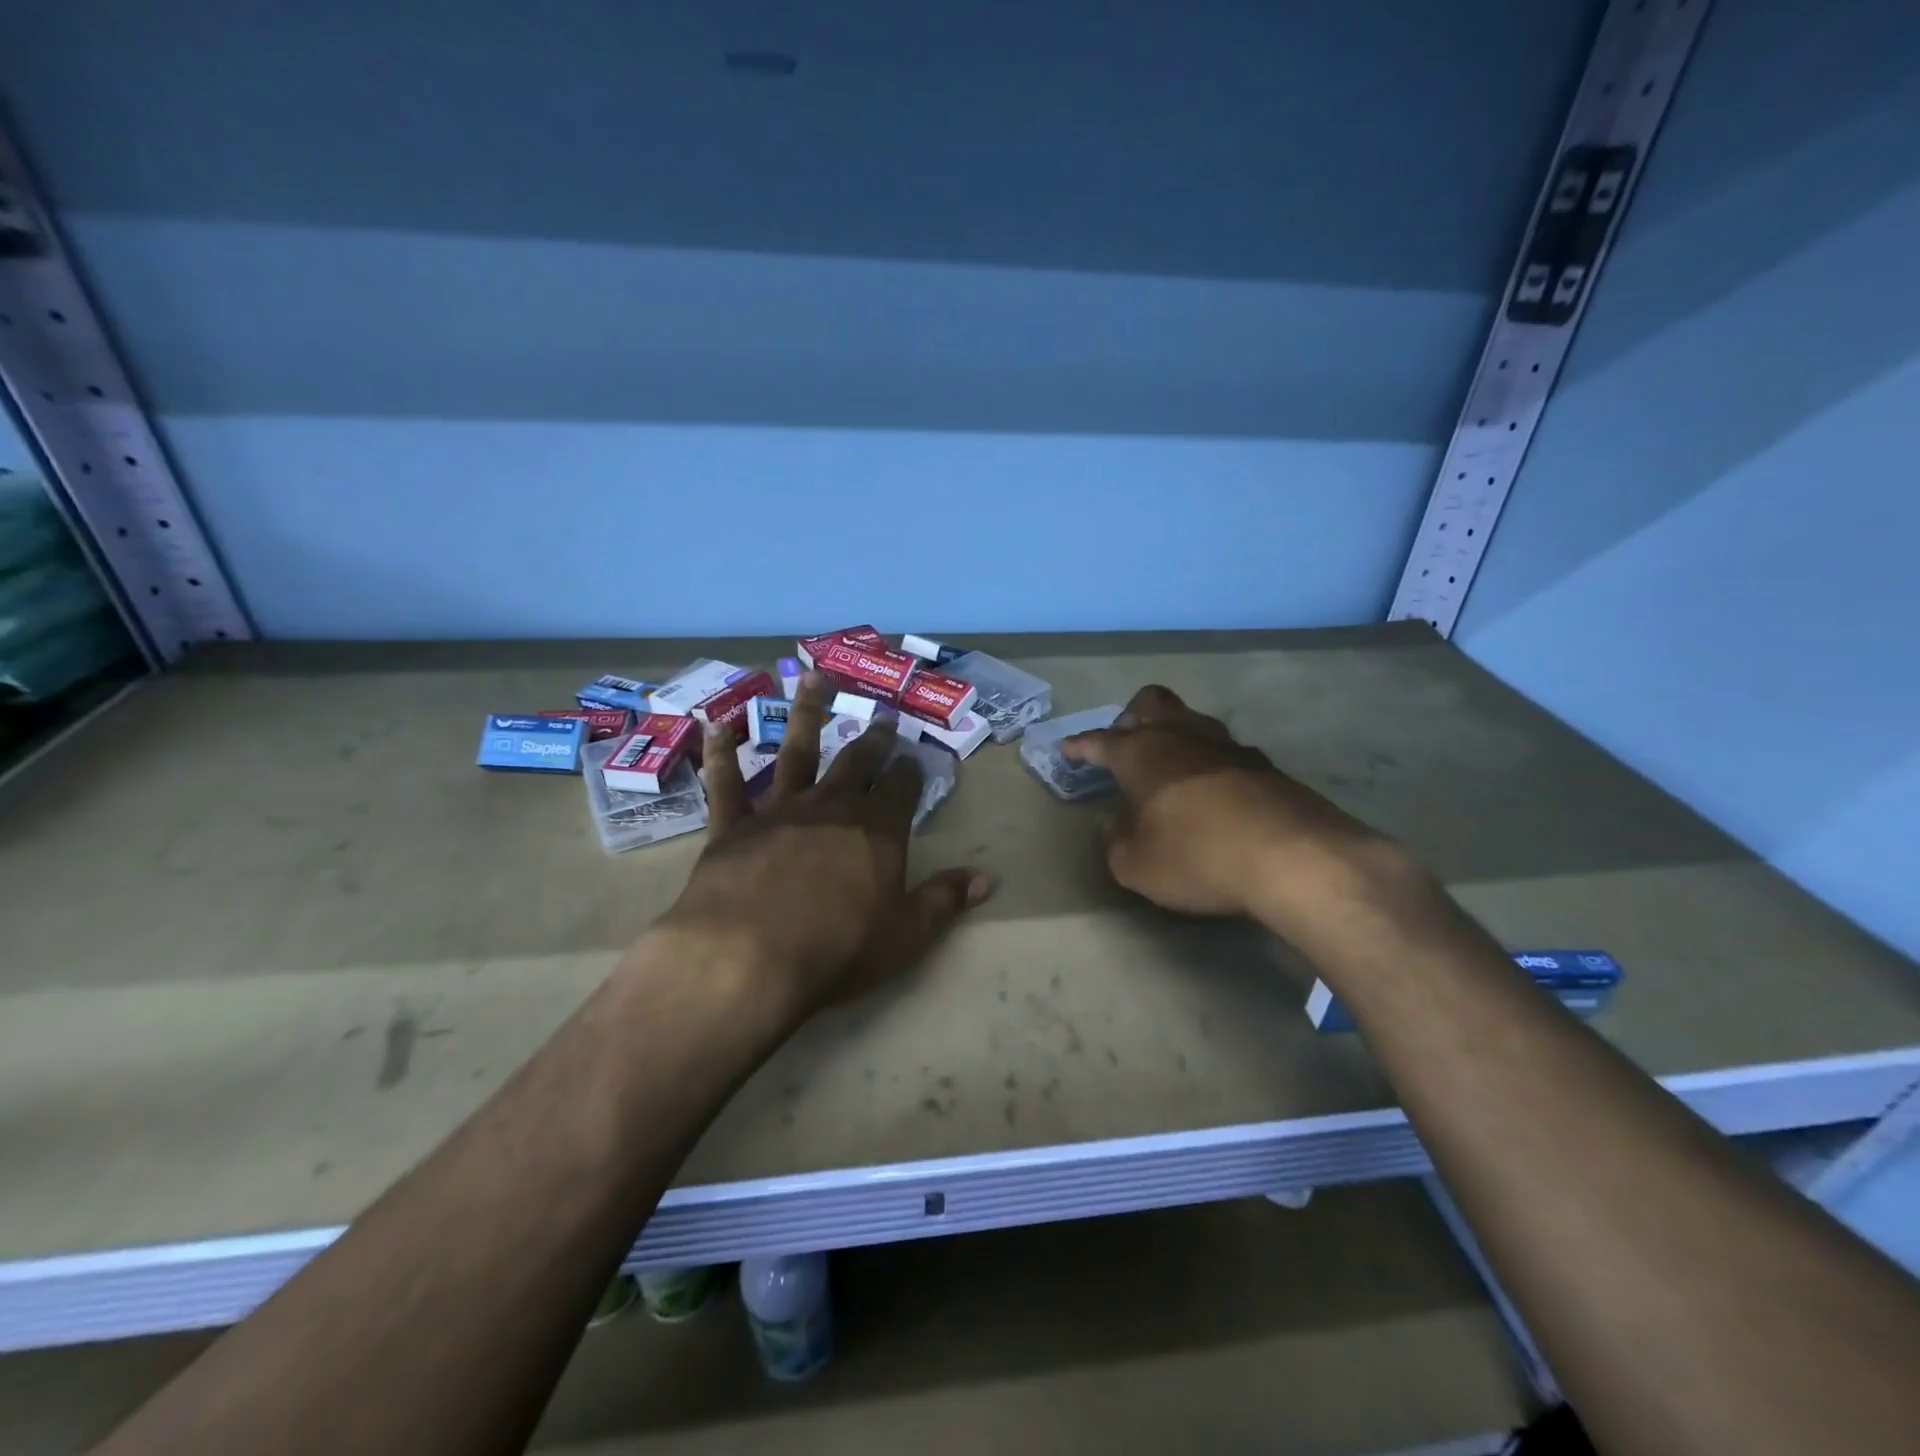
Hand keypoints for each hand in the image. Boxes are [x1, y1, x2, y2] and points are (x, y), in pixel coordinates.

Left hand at [658, 673, 992, 1017]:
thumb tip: (987, 879)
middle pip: (857, 762)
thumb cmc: (837, 949)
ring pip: (797, 752)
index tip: (915, 756)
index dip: (910, 771)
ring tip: (814, 678)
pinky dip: (720, 754)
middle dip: (873, 739)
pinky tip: (716, 725)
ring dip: (807, 713)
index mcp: (876, 830)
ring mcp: (779, 811)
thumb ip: (945, 900)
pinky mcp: (732, 826)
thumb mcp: (905, 934)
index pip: (901, 789)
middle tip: (883, 716)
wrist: (748, 956)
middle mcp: (831, 808)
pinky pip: (726, 783)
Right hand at [1060, 684, 1392, 919]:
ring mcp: (1227, 746)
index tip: (1067, 748)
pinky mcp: (1264, 766)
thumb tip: (1112, 823)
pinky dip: (1208, 763)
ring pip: (1192, 721)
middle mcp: (1182, 736)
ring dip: (1174, 736)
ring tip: (1168, 766)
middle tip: (1124, 742)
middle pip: (1152, 703)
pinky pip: (1223, 751)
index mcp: (1141, 753)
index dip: (1080, 745)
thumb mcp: (1136, 865)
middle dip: (1132, 717)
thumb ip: (1115, 841)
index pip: (1100, 741)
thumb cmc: (1196, 855)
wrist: (1293, 857)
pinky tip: (1211, 791)